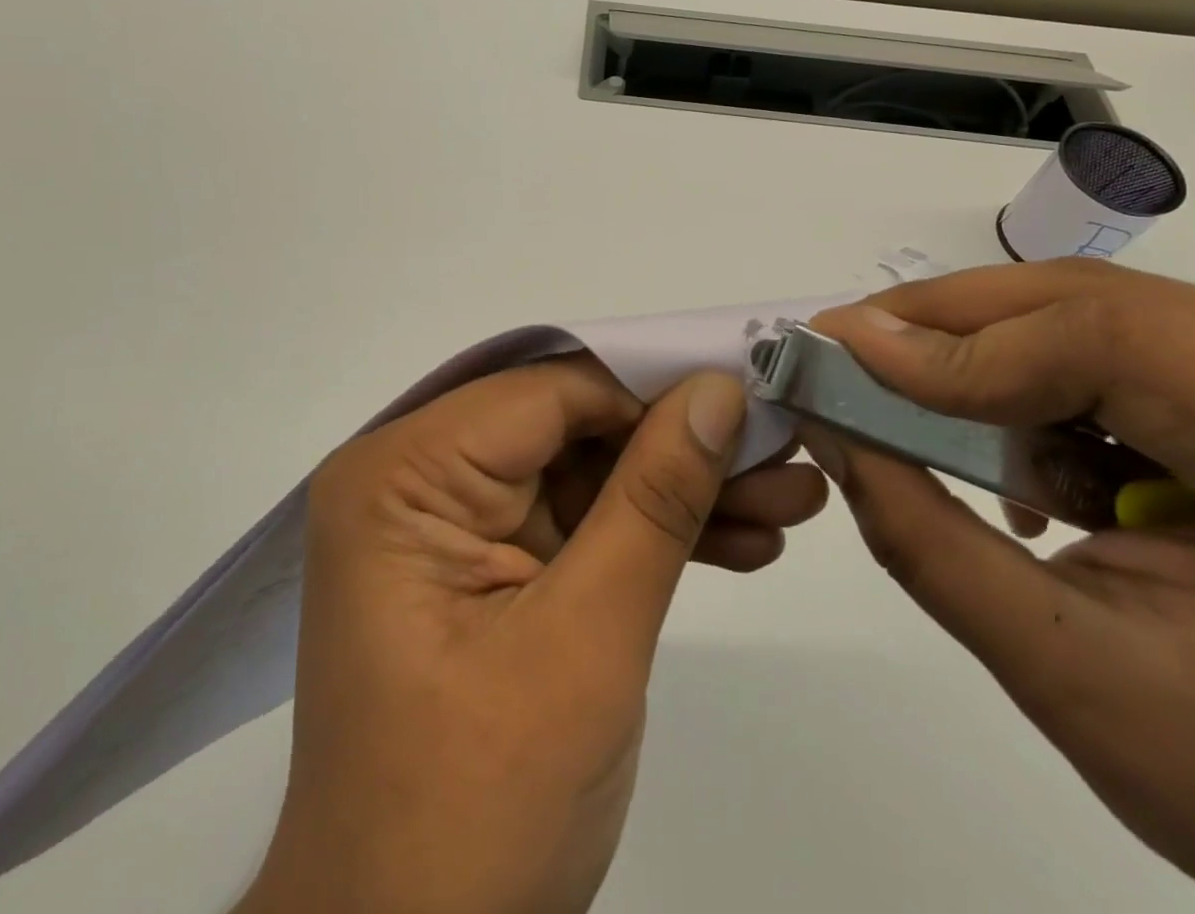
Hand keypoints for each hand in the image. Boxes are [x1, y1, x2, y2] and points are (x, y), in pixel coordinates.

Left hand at [241, 357, 827, 913]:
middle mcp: (419, 481)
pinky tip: (743, 542)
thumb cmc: (478, 806)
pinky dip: (653, 537)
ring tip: (790, 497)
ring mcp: (454, 526)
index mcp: (403, 475)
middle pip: (572, 429)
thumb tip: (719, 390)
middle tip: (784, 446)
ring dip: (683, 492)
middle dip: (681, 447)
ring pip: (587, 475)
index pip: (547, 393)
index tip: (750, 393)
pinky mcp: (489, 569)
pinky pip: (580, 525)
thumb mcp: (584, 641)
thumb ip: (655, 501)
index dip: (652, 387)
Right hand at [801, 261, 1194, 913]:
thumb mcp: (1063, 674)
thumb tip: (823, 418)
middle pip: (1098, 304)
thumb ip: (921, 533)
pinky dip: (1033, 381)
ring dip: (988, 357)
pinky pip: (1112, 342)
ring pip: (1093, 311)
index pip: (1114, 342)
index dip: (959, 343)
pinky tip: (1025, 462)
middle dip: (951, 328)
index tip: (840, 352)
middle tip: (847, 353)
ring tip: (929, 426)